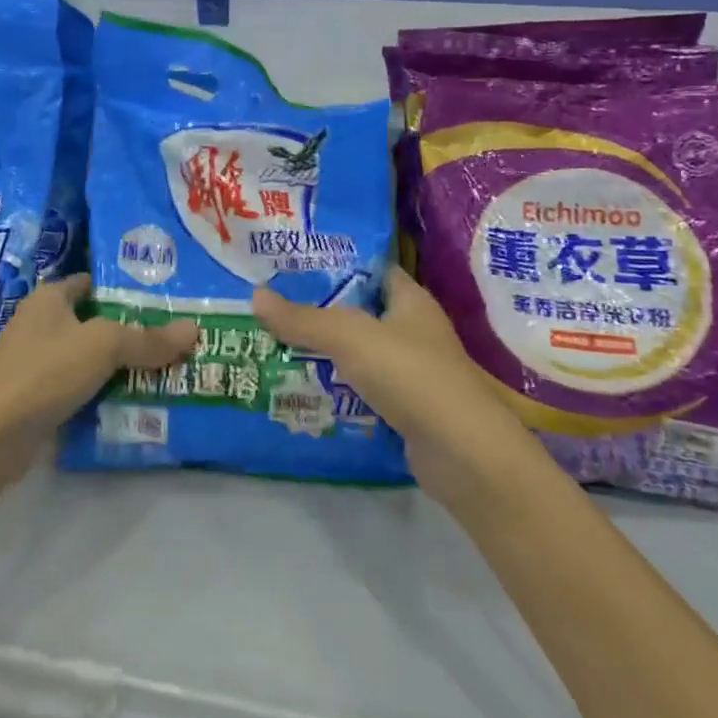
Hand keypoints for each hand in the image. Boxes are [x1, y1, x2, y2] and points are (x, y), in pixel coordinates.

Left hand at [0, 274, 197, 443]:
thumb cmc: (43, 372)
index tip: (166, 299)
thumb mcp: (102, 346)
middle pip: (96, 323)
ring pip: (90, 360)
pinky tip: (137, 406)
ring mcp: (37, 365)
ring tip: (169, 372)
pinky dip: (105, 396)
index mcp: (50, 298)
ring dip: (122, 368)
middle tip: (178, 339)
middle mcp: (41, 325)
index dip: (126, 288)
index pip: (93, 282)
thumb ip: (147, 339)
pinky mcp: (38, 401)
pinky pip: (81, 391)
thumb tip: (194, 330)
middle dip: (133, 332)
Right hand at [252, 268, 523, 500]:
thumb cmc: (410, 374)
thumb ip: (303, 319)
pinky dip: (339, 391)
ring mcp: (413, 373)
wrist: (462, 453)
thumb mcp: (349, 337)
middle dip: (320, 312)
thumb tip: (255, 297)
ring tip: (276, 347)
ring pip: (360, 355)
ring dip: (325, 355)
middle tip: (273, 309)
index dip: (336, 264)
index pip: (371, 269)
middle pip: (360, 313)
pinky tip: (304, 391)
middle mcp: (414, 331)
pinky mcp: (407, 410)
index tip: (292, 265)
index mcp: (410, 300)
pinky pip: (364, 391)